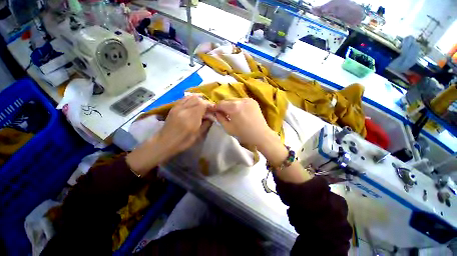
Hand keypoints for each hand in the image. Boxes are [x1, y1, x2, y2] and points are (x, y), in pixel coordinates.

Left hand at [158, 95, 213, 154]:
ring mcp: (178, 107)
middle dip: (205, 102)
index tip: (214, 110)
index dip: (210, 105)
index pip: (203, 104)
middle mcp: (184, 109)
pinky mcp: (174, 107)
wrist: (164, 142)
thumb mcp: (198, 135)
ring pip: (191, 97)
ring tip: (202, 106)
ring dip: (199, 100)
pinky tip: (194, 105)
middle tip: (209, 109)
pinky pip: (185, 99)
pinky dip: (192, 99)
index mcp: (191, 118)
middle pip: (197, 99)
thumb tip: (212, 117)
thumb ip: (206, 124)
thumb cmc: (183, 141)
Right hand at [215, 98, 309, 182]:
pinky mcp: (253, 101)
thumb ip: (220, 118)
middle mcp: (240, 100)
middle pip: (227, 100)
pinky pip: (241, 101)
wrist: (261, 134)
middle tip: (222, 113)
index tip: (213, 111)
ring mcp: (248, 99)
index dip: (215, 107)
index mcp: (234, 107)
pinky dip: (238, 105)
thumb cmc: (244, 133)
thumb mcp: (228, 128)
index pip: (220, 103)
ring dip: (230, 105)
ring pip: (234, 100)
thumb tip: (216, 112)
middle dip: (223, 106)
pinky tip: (240, 112)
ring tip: (231, 113)